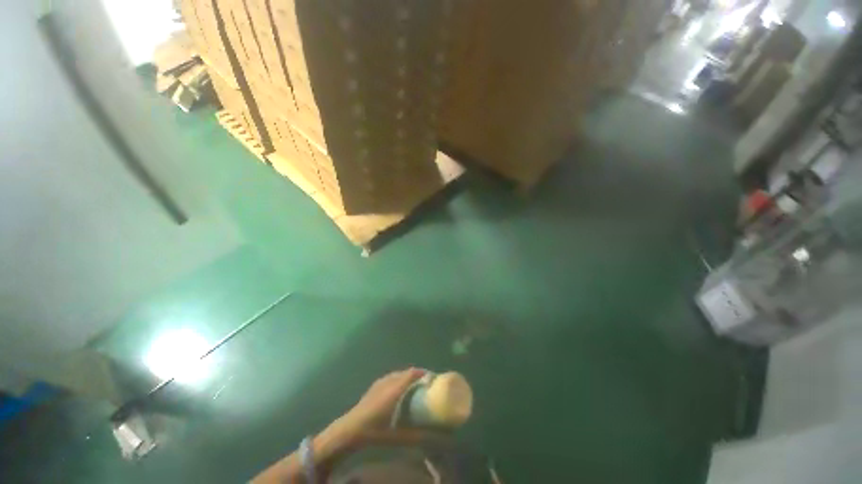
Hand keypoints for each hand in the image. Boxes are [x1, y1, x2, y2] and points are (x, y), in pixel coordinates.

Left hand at [323, 368, 424, 448]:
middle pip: (408, 372)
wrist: (350, 429)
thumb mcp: (399, 436)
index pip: (413, 373)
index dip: (425, 374)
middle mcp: (389, 380)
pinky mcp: (375, 385)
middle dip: (419, 376)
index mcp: (395, 388)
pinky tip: (400, 392)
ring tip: (416, 388)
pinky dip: (400, 380)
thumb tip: (439, 438)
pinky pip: (392, 377)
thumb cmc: (375, 431)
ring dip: (409, 377)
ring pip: (399, 374)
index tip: (434, 380)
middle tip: (427, 386)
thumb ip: (419, 436)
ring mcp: (381, 381)